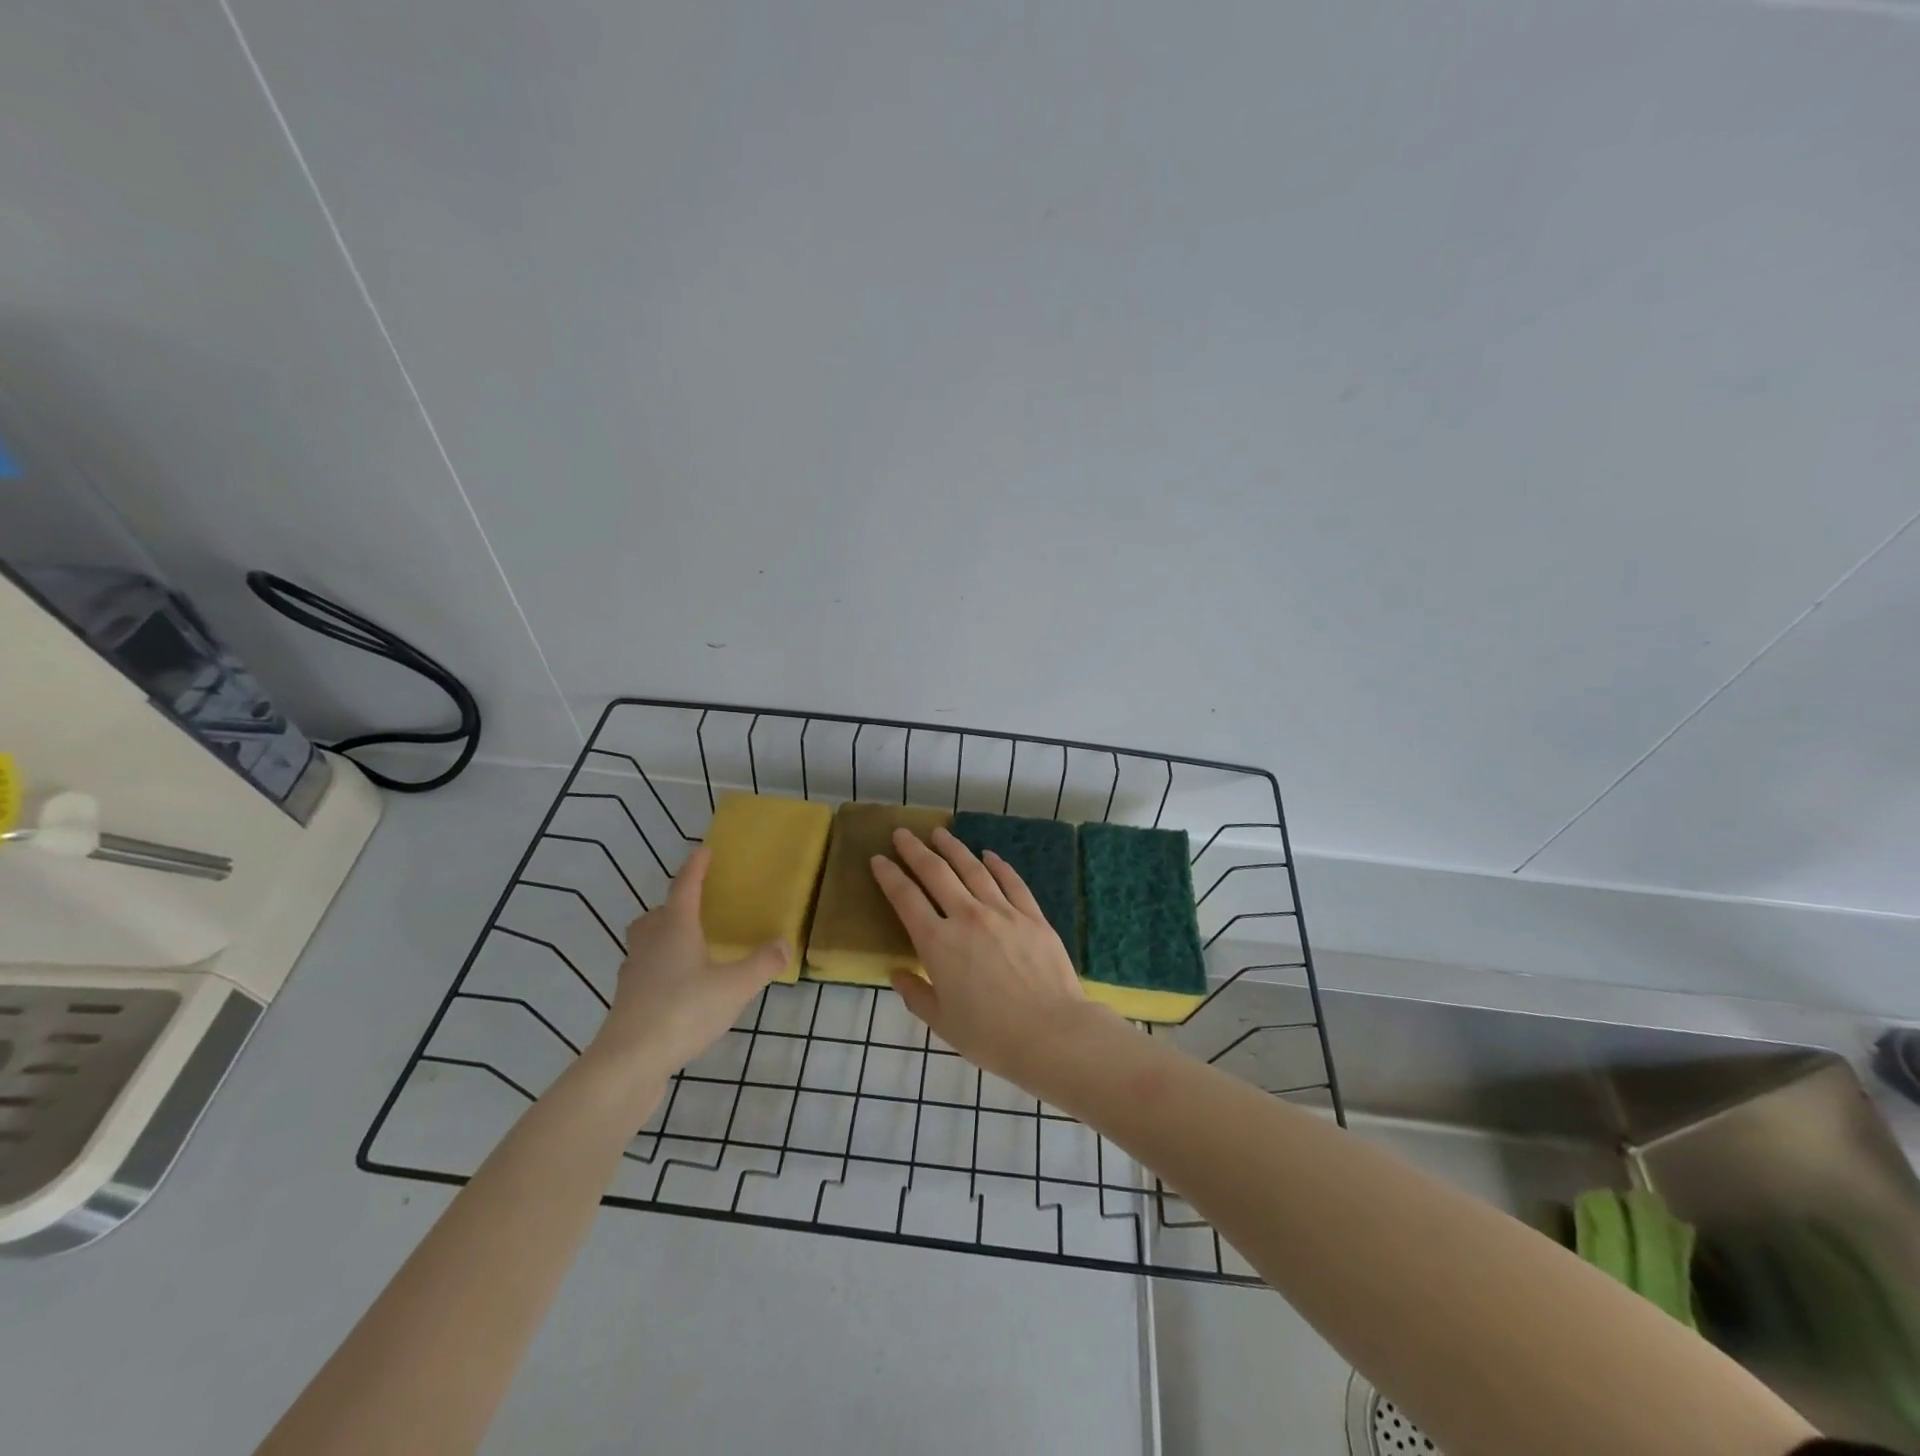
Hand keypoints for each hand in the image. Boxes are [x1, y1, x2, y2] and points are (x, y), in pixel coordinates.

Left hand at [587, 847, 788, 1090]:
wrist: (628, 1062)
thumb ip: (762, 964)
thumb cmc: (683, 1011)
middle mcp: (650, 944)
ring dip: (663, 937)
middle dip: (673, 906)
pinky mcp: (628, 1002)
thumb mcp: (735, 987)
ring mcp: (634, 974)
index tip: (704, 850)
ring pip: (646, 943)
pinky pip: (645, 972)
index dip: (696, 868)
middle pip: (656, 915)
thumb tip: (784, 943)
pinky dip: (660, 969)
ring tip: (688, 948)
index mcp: (675, 929)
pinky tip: (679, 987)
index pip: (685, 888)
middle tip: (694, 908)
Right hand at [871, 826, 1111, 1086]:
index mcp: (938, 943)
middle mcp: (967, 917)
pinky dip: (997, 865)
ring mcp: (1003, 912)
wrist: (1051, 1033)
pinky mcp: (1032, 915)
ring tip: (939, 833)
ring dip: (953, 848)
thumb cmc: (990, 1035)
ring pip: (973, 869)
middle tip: (902, 833)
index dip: (889, 876)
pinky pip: (1011, 881)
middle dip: (915, 851)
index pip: (906, 899)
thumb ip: (916, 994)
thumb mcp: (942, 1022)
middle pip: (936, 873)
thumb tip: (898, 973)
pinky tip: (988, 855)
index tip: (878, 859)